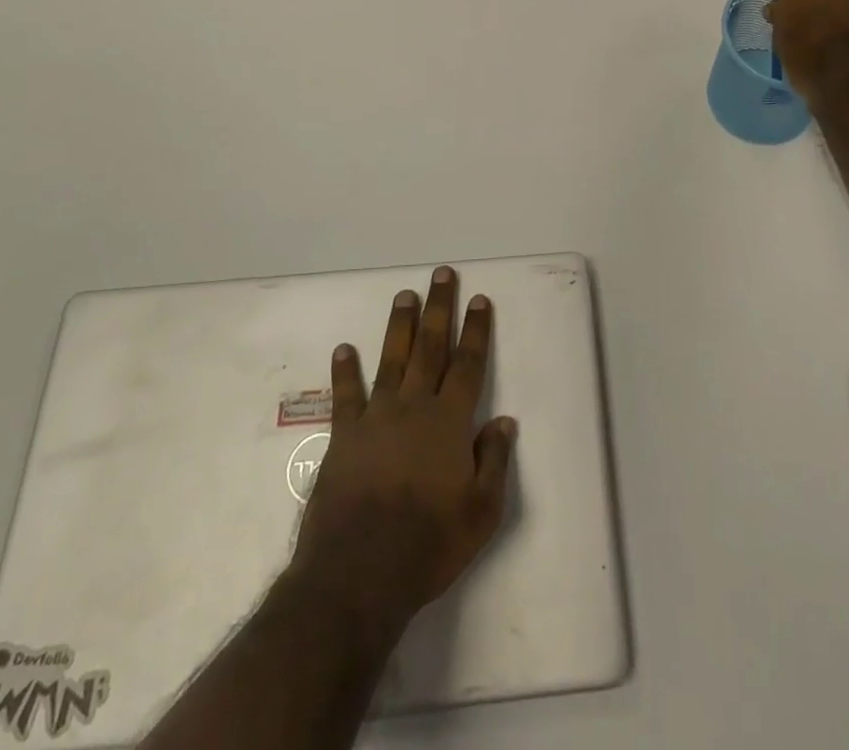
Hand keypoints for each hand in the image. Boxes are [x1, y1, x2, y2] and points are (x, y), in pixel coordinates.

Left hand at [290, 267, 516, 632]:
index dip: (475, 330)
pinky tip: (344, 348)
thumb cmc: (428, 544)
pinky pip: (346, 395)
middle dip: (439, 308)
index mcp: (450, 421)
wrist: (357, 574)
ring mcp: (376, 418)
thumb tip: (504, 421)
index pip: (467, 363)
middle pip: (430, 347)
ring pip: (392, 359)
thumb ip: (494, 461)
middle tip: (442, 274)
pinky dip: (345, 371)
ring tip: (405, 294)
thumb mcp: (481, 512)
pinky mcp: (344, 437)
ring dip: (400, 325)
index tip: (478, 299)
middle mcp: (414, 407)